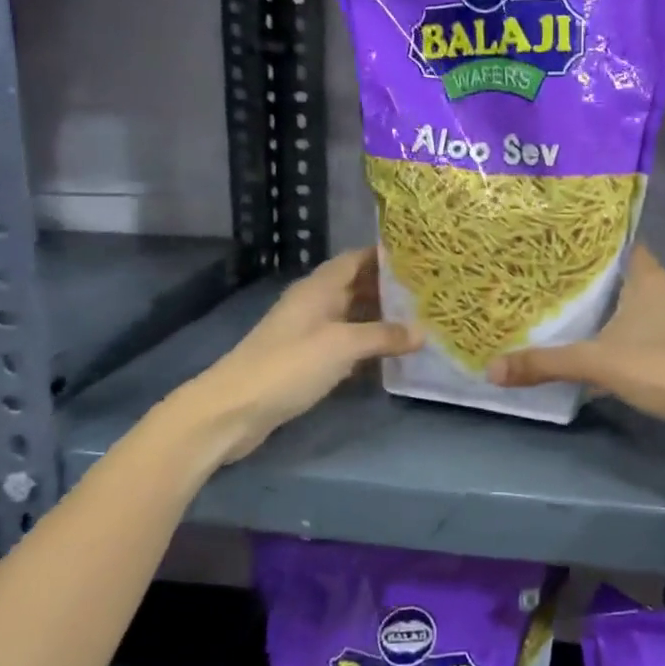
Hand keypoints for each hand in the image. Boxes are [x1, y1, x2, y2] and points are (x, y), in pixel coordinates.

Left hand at [186, 247, 418, 461]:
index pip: (356, 259)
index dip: (385, 256)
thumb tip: (423, 332)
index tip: (421, 259)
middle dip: (390, 289)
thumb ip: (384, 336)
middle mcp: (315, 304)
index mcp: (319, 288)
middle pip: (356, 287)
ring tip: (420, 322)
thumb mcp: (343, 345)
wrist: (235, 409)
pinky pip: (345, 345)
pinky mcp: (306, 361)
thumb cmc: (289, 364)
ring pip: (352, 317)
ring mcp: (309, 333)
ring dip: (381, 320)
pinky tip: (391, 356)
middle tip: (429, 294)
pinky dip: (367, 347)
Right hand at [487, 246, 664, 435]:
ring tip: (586, 319)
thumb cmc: (661, 368)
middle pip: (634, 277)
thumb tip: (491, 369)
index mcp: (651, 279)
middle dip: (605, 283)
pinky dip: (639, 337)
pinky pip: (660, 332)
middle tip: (566, 287)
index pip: (627, 245)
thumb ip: (544, 364)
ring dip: (624, 313)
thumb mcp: (596, 364)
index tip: (569, 250)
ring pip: (648, 307)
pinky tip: (618, 354)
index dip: (601, 245)